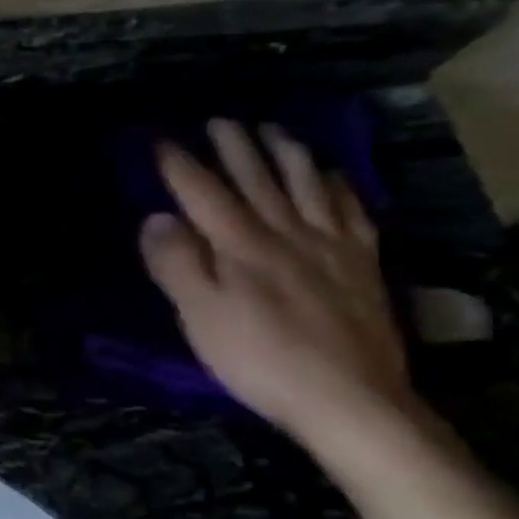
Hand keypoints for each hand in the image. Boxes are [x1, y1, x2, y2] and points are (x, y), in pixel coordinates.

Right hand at [140, 119, 414, 445]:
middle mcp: (285, 233)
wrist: (350, 398)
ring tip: (272, 130)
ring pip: (305, 185)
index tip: (160, 140)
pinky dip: (337, 186)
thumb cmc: (260, 361)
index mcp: (239, 246)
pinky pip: (351, 211)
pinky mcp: (362, 265)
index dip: (180, 165)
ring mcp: (330, 246)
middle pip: (256, 179)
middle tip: (220, 120)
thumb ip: (176, 265)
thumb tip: (156, 218)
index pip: (203, 193)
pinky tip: (331, 176)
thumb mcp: (200, 318)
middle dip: (234, 147)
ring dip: (285, 153)